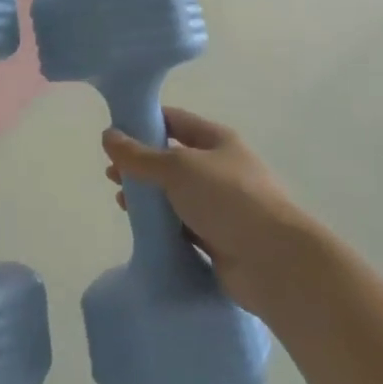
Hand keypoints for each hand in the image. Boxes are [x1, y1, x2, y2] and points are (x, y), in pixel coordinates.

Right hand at [102, 108, 319, 319]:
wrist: (274, 262)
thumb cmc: (228, 199)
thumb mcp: (178, 168)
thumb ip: (140, 155)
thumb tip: (108, 135)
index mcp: (217, 141)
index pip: (175, 121)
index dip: (145, 122)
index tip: (115, 131)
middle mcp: (220, 169)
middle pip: (173, 159)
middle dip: (142, 165)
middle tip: (111, 174)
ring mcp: (221, 206)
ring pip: (176, 195)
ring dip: (149, 197)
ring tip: (121, 202)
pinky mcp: (218, 239)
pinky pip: (182, 226)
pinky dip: (162, 226)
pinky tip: (141, 230)